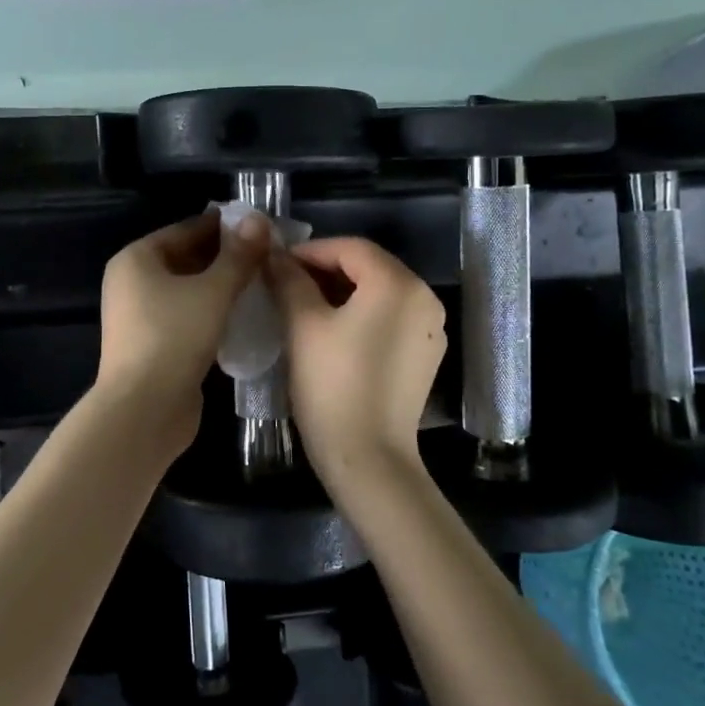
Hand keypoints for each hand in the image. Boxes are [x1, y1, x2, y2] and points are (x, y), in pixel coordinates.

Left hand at [96, 211, 270, 445]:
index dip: (224, 227)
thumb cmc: (174, 337)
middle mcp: (132, 283)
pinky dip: (212, 312)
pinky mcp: (154, 345)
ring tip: (262, 283)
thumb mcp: (213, 291)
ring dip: (221, 287)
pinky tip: (244, 315)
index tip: (261, 228)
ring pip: (188, 290)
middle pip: (185, 259)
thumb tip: (258, 220)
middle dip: (225, 258)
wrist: (144, 410)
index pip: (186, 230)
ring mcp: (141, 316)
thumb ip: (238, 256)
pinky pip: (187, 317)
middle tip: (268, 256)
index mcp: (136, 259)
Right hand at [268, 237, 445, 490]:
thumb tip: (274, 255)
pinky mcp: (426, 354)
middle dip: (325, 269)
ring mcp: (430, 327)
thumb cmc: (332, 385)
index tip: (276, 264)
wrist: (368, 458)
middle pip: (369, 266)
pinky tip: (333, 329)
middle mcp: (423, 297)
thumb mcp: (303, 325)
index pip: (350, 247)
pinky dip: (362, 313)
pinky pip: (391, 316)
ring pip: (380, 291)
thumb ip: (289, 280)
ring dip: (343, 291)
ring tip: (304, 303)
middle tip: (286, 282)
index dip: (310, 251)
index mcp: (398, 284)